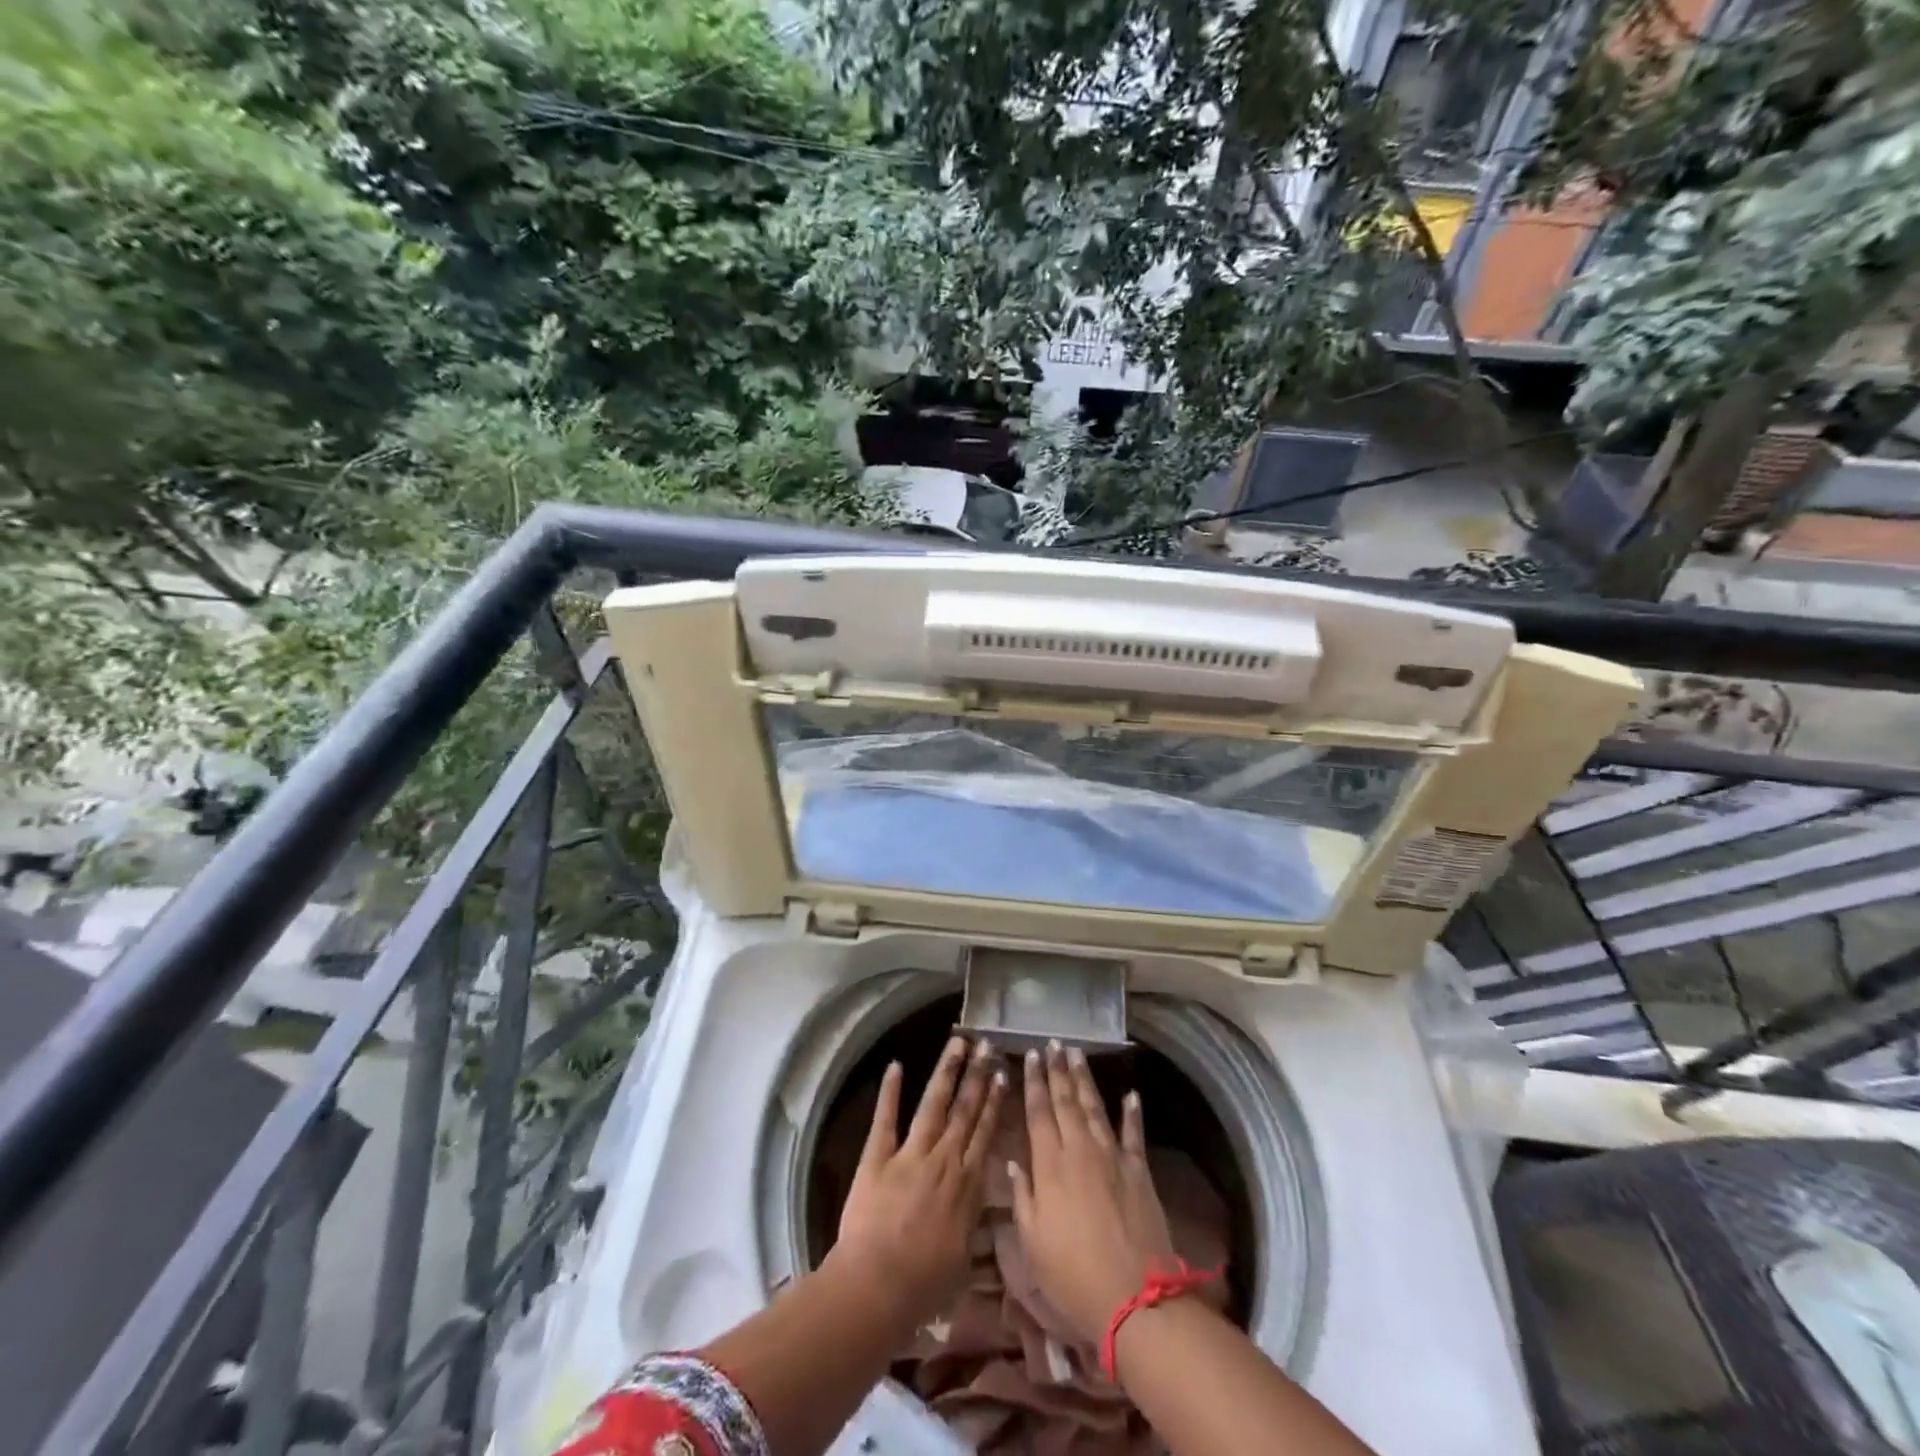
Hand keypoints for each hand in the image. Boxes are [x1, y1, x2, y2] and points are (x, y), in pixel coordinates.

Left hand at [831, 1036, 1005, 1330]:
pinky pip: (886, 1119)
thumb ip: (974, 1225)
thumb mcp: (963, 1260)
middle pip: (964, 1110)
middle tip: (986, 1044)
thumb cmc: (924, 1285)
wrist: (877, 1286)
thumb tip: (986, 1208)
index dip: (994, 1102)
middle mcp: (943, 1160)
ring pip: (933, 1104)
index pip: (985, 1133)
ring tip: (957, 1042)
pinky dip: (890, 1092)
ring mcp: (910, 1154)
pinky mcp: (877, 1157)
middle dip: (977, 1075)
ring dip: (946, 1071)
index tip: (1002, 1074)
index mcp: (966, 1185)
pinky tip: (895, 1065)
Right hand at [1007, 1042, 1178, 1346]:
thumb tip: (1011, 1160)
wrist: (1135, 1298)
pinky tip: (1130, 1095)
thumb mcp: (1033, 1241)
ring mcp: (1113, 1157)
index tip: (1031, 1056)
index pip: (1039, 1112)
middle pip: (1066, 1101)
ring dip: (1085, 1079)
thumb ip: (1022, 1196)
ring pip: (1095, 1108)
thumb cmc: (1073, 1274)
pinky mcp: (1139, 1171)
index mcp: (1050, 1165)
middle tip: (1054, 1043)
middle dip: (1058, 1070)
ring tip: (1077, 1053)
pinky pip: (1134, 1134)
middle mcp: (1080, 1150)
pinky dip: (1132, 1113)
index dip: (1034, 1082)